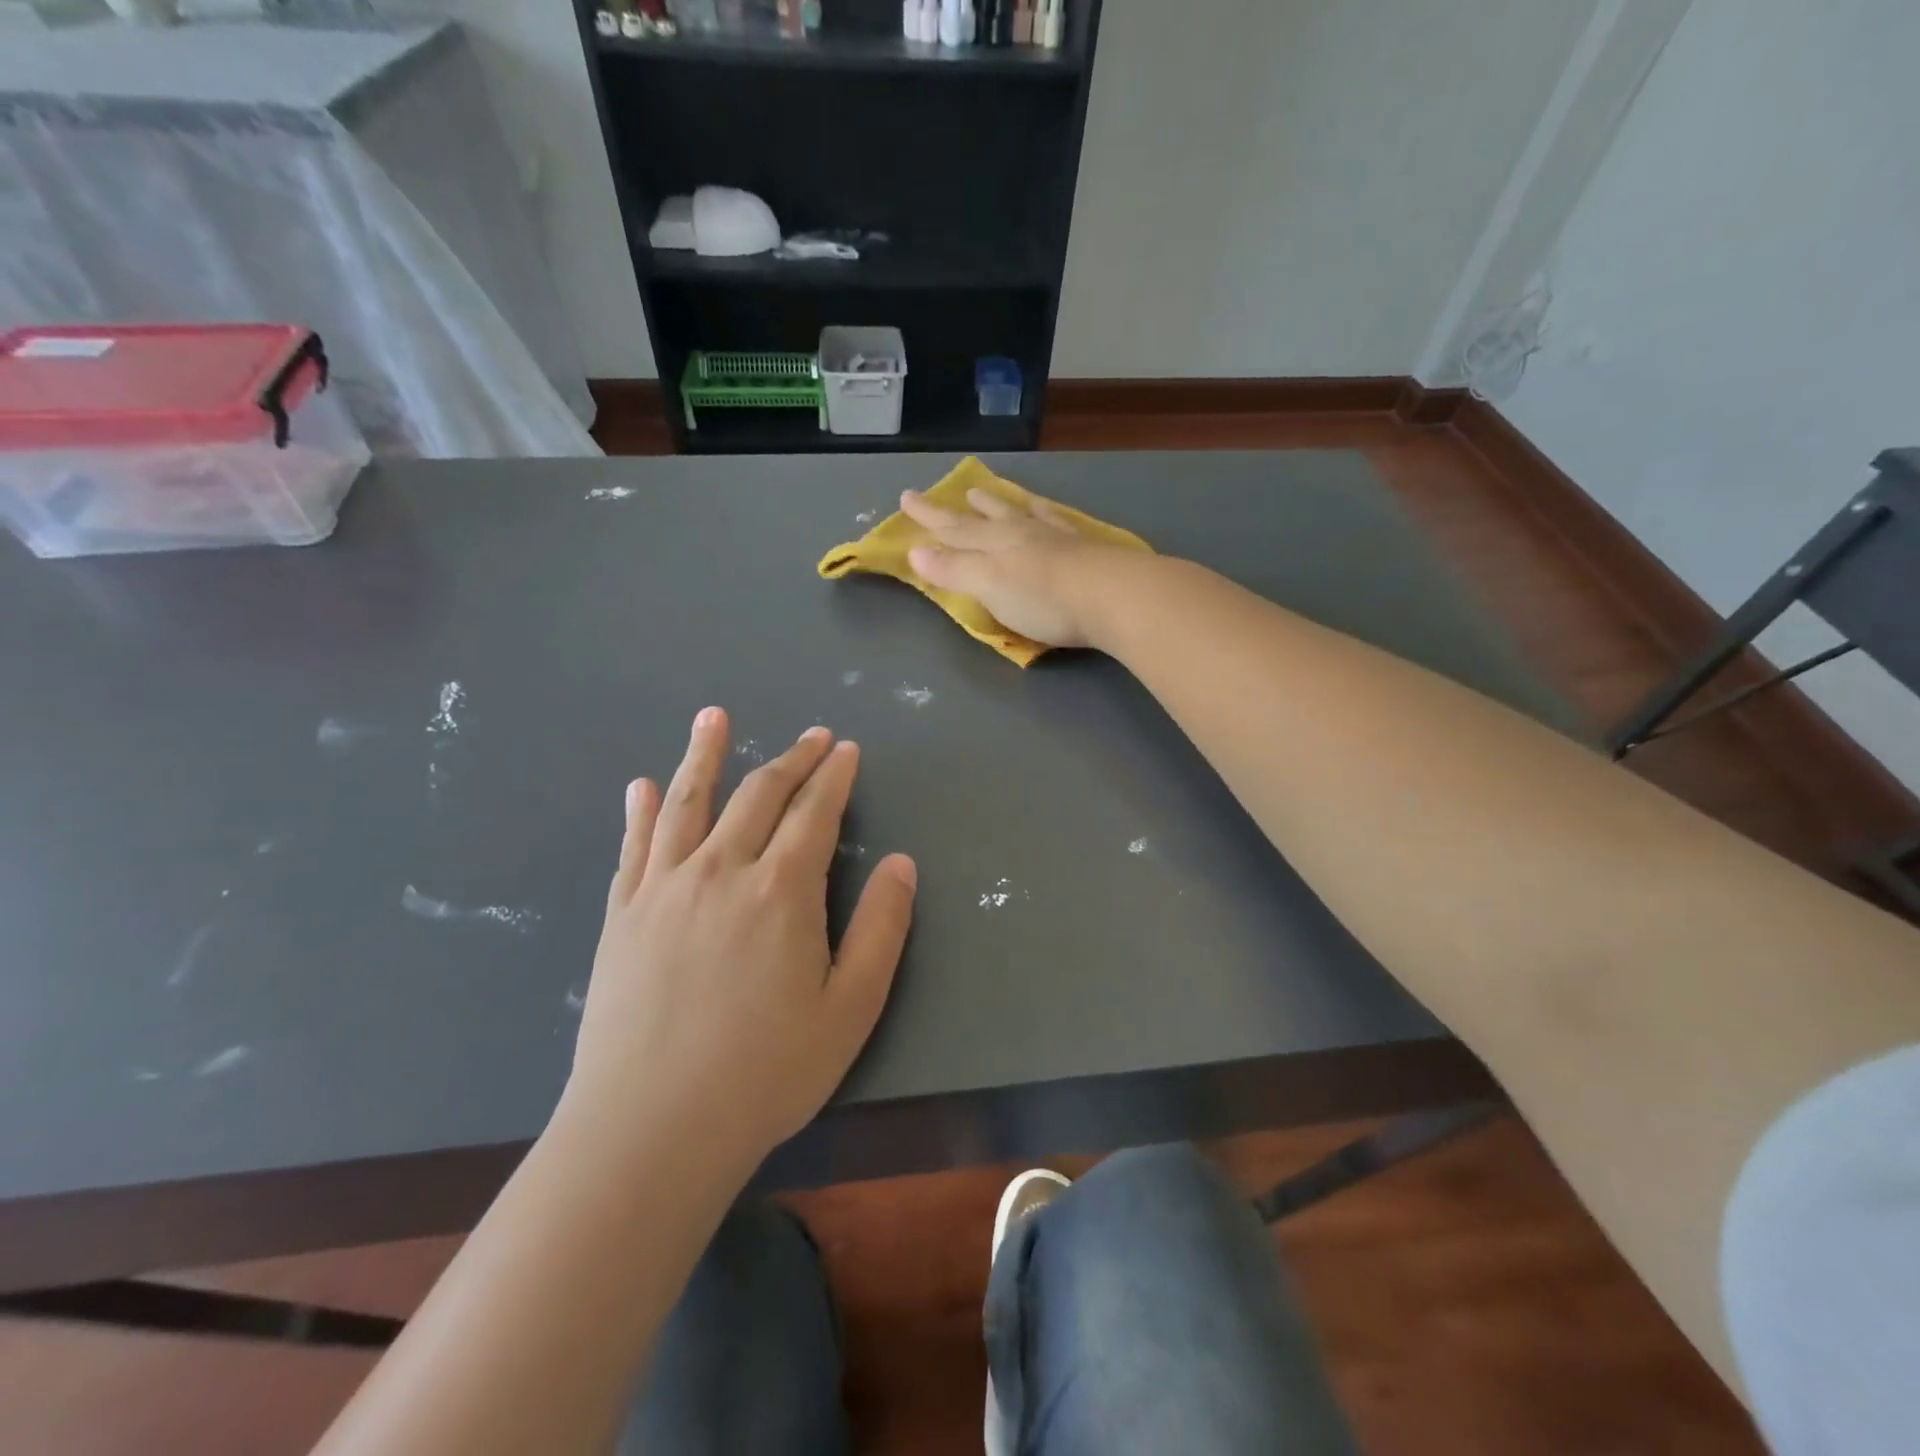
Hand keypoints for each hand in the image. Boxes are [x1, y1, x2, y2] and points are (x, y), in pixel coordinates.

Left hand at [566, 708, 916, 1164]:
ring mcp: (664, 888)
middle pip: (759, 795)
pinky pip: (633, 847)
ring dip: (704, 755)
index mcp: (781, 890)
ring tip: (713, 717)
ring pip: (687, 803)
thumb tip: (902, 863)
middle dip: (792, 760)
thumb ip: (880, 929)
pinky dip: (638, 811)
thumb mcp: (850, 1008)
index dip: (834, 777)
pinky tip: (639, 786)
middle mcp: (721, 870)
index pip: (815, 813)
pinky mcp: (621, 914)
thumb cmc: (765, 1073)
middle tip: (812, 736)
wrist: (650, 1130)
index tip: (846, 749)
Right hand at [898, 485, 1133, 648]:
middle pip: (980, 518)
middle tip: (935, 494)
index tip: (906, 499)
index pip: (952, 529)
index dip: (928, 518)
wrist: (1114, 596)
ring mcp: (1054, 536)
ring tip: (982, 493)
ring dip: (996, 504)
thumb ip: (953, 568)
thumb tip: (914, 549)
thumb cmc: (1043, 599)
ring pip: (1017, 513)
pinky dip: (1042, 512)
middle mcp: (1021, 532)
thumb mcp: (988, 585)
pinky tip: (1045, 511)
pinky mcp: (1084, 547)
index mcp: (993, 543)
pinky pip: (1054, 520)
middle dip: (954, 511)